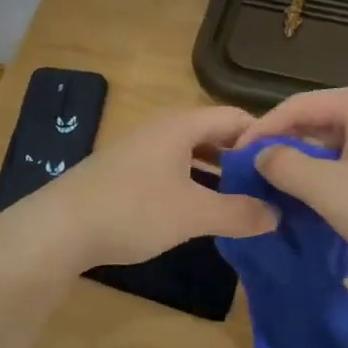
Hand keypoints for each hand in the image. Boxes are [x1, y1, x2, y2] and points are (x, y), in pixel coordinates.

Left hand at [4, 106, 278, 272]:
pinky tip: (202, 212)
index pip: (236, 118)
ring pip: (192, 156)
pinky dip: (195, 186)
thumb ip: (239, 213)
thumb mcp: (193, 213)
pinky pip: (173, 172)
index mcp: (181, 125)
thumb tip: (277, 215)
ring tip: (245, 203)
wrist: (58, 229)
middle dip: (244, 160)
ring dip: (219, 176)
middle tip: (271, 188)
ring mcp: (141, 152)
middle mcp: (162, 130)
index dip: (265, 139)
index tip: (288, 168)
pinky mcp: (126, 175)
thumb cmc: (132, 210)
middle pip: (214, 135)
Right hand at [234, 85, 347, 275]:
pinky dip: (328, 171)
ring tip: (278, 186)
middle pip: (314, 120)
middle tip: (253, 173)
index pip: (295, 106)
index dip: (261, 130)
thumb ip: (285, 165)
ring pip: (332, 140)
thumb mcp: (327, 189)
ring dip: (304, 162)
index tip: (234, 156)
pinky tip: (314, 194)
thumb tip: (260, 154)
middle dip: (283, 146)